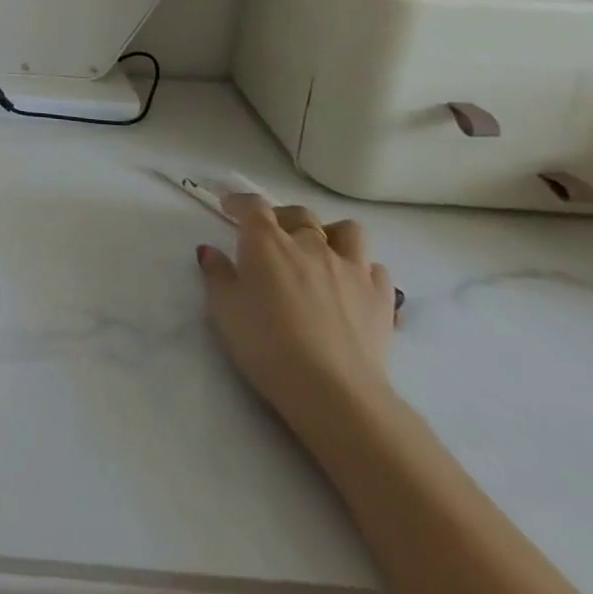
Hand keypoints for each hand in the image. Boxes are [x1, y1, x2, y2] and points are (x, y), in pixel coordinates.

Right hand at [196, 196, 396, 431]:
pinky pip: (375, 268)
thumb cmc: (266, 345)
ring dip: (330, 235)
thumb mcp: (224, 309)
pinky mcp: (381, 299)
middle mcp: (310, 244)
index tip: (229, 206)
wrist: (334, 391)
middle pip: (299, 214)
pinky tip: (351, 284)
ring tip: (319, 252)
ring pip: (347, 232)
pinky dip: (362, 269)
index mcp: (266, 242)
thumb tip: (211, 251)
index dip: (239, 201)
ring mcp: (351, 269)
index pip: (252, 205)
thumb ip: (217, 274)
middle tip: (271, 236)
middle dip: (282, 218)